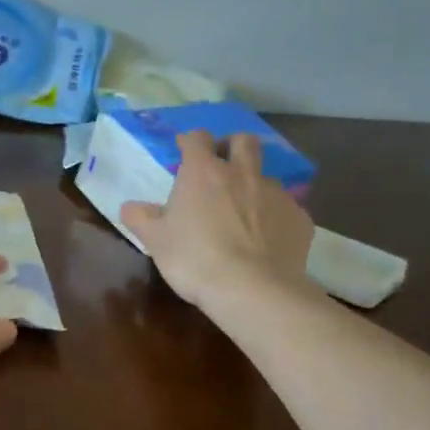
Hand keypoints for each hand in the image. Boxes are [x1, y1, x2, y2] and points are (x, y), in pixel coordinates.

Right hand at [121, 130, 314, 310]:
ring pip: (266, 177)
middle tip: (221, 167)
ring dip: (253, 186)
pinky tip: (266, 242)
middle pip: (243, 141)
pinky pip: (286, 210)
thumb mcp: (156, 241)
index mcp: (203, 173)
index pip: (196, 138)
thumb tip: (129, 207)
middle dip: (232, 146)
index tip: (183, 151)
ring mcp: (276, 194)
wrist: (253, 290)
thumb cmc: (195, 259)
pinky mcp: (300, 218)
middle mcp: (242, 173)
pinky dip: (274, 219)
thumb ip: (140, 218)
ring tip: (244, 214)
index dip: (189, 142)